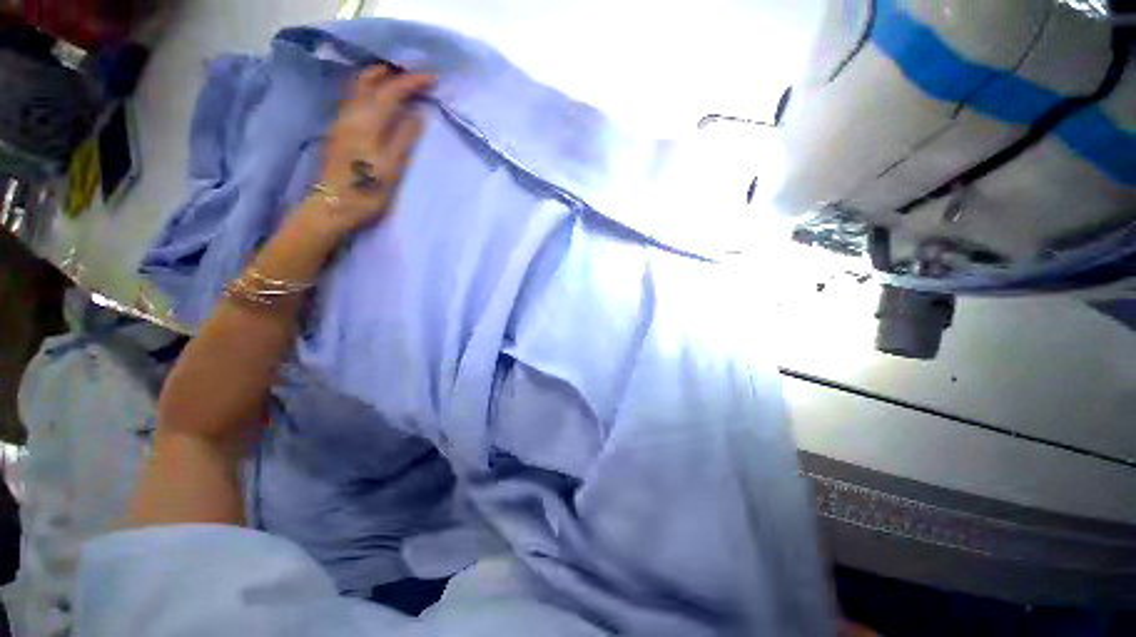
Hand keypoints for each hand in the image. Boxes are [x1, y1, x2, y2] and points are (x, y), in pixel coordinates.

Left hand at [309, 65, 432, 233]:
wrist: (334, 205)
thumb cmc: (367, 190)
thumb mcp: (392, 166)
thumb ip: (404, 138)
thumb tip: (417, 114)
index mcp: (366, 122)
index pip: (391, 91)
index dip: (412, 82)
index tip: (433, 78)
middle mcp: (351, 114)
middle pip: (369, 80)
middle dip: (393, 73)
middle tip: (415, 77)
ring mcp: (342, 121)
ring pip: (359, 88)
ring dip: (380, 79)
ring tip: (400, 83)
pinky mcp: (339, 130)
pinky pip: (355, 99)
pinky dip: (370, 91)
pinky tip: (380, 100)